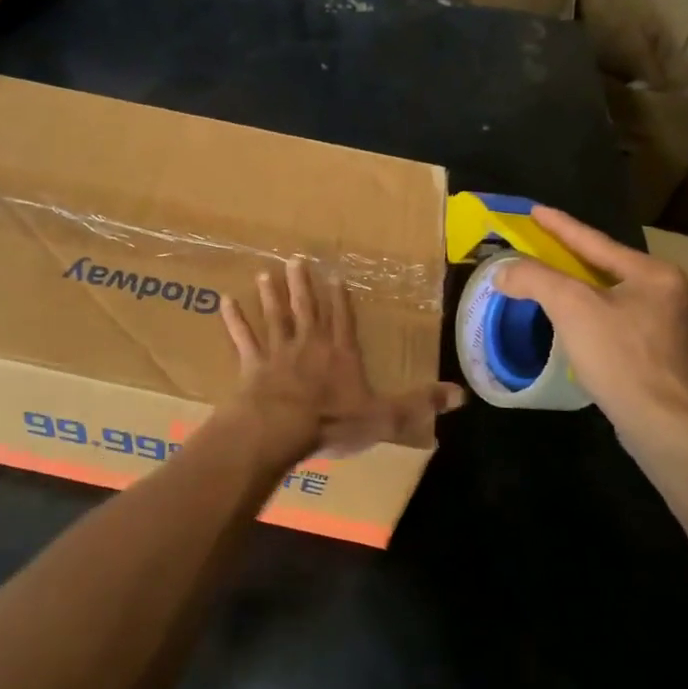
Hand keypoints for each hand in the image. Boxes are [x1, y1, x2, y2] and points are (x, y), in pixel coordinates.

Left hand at [221, 257, 464, 457]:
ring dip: (271, 296)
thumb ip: (419, 404)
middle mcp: (310, 346)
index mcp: (340, 355)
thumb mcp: (385, 417)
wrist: (280, 429)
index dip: (340, 300)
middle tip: (295, 259)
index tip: (335, 277)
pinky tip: (225, 301)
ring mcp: (278, 353)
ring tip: (266, 273)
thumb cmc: (332, 422)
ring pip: (275, 317)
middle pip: (307, 310)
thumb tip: (462, 394)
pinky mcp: (252, 365)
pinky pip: (242, 338)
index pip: (344, 322)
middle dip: (303, 286)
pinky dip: (234, 320)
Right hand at [493, 206, 687, 446]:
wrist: (664, 423)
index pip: (596, 242)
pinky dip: (600, 318)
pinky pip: (626, 324)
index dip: (560, 226)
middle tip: (544, 250)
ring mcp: (677, 328)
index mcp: (655, 274)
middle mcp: (673, 294)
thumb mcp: (571, 307)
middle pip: (610, 268)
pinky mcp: (671, 357)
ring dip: (587, 291)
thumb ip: (535, 279)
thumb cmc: (620, 356)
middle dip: (575, 260)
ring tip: (560, 288)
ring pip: (619, 298)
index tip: (535, 210)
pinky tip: (586, 329)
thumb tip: (503, 271)